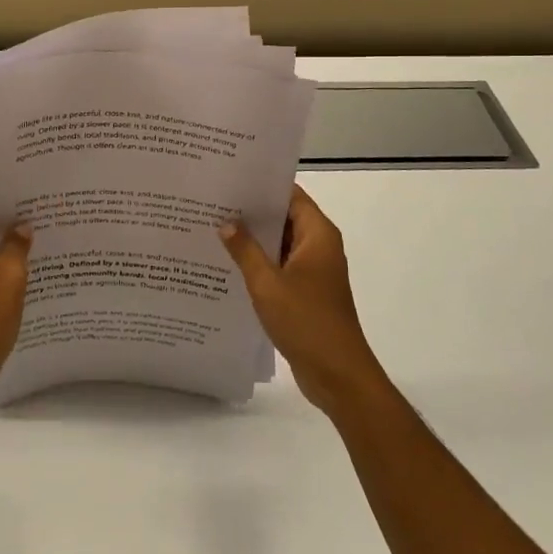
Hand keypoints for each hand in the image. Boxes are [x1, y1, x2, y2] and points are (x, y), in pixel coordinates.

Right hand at [220, 186, 385, 418]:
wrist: (338, 375)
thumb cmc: (306, 321)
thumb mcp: (267, 283)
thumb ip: (245, 250)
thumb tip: (226, 221)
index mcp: (318, 234)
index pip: (290, 195)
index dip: (262, 186)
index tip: (231, 178)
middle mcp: (319, 246)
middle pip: (284, 217)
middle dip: (252, 212)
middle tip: (214, 201)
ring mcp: (314, 271)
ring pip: (280, 244)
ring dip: (254, 239)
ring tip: (214, 227)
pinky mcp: (307, 292)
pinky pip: (280, 267)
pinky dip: (260, 263)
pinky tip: (229, 263)